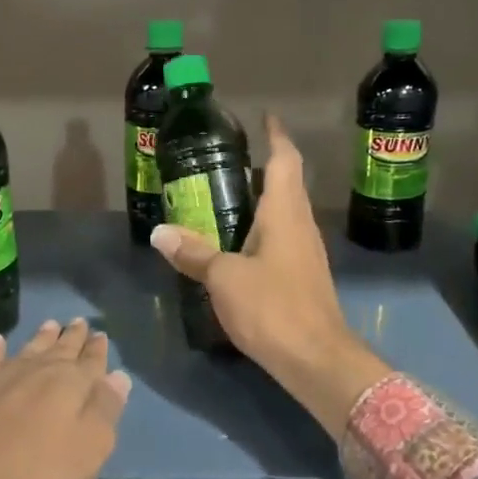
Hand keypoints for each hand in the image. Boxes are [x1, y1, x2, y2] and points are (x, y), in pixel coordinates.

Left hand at [0, 319, 129, 478]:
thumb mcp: (87, 450)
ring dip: (41, 337)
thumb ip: (105, 410)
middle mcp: (38, 370)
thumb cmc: (34, 473)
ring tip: (50, 324)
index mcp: (70, 384)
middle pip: (60, 348)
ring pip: (28, 348)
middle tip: (79, 322)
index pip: (91, 361)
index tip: (101, 335)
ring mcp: (1, 375)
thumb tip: (119, 376)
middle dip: (72, 337)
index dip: (98, 350)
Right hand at [149, 115, 389, 438]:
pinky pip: (282, 238)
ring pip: (284, 212)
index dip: (276, 136)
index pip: (285, 160)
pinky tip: (238, 242)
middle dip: (262, 166)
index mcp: (285, 213)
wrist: (317, 360)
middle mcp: (300, 225)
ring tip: (225, 196)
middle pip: (286, 184)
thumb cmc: (273, 307)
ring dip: (261, 199)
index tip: (264, 118)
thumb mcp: (224, 278)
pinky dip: (261, 229)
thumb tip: (160, 233)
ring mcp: (306, 252)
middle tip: (226, 159)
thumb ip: (194, 253)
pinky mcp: (303, 277)